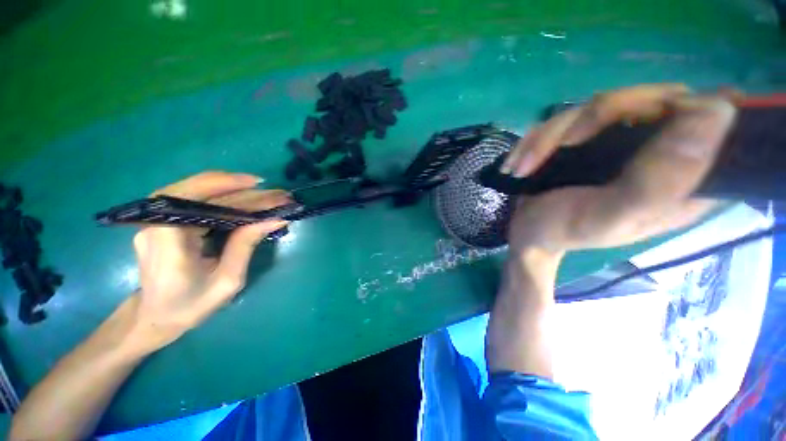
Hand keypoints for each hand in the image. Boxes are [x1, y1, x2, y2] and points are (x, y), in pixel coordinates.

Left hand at [128, 171, 290, 349]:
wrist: (156, 319)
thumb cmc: (191, 306)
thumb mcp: (227, 280)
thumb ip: (246, 245)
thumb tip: (275, 219)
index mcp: (167, 239)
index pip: (190, 196)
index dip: (224, 184)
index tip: (259, 184)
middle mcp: (157, 223)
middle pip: (201, 193)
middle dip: (244, 191)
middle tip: (278, 194)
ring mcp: (159, 221)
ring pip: (200, 194)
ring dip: (238, 192)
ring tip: (269, 196)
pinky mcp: (167, 223)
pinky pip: (199, 204)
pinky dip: (227, 200)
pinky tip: (249, 202)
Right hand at [502, 84, 737, 255]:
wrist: (528, 232)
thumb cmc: (565, 230)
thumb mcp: (609, 215)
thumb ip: (659, 180)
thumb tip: (717, 111)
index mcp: (685, 180)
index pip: (714, 121)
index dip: (687, 109)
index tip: (639, 124)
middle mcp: (662, 153)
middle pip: (650, 99)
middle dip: (592, 120)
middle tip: (562, 147)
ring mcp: (624, 142)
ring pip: (599, 105)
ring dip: (550, 136)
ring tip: (523, 167)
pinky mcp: (591, 139)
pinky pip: (568, 118)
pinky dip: (537, 139)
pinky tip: (520, 163)